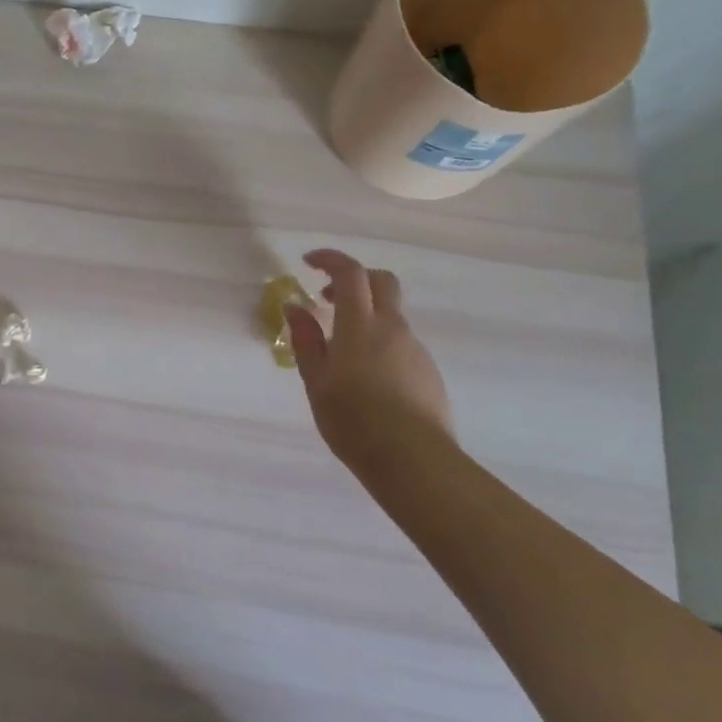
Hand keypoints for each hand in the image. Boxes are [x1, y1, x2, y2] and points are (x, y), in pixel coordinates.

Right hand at [286, 249, 451, 467]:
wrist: (414, 461)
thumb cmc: (353, 420)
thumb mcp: (316, 381)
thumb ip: (306, 340)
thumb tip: (294, 306)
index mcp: (360, 326)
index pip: (350, 273)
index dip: (330, 259)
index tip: (308, 262)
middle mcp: (392, 328)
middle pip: (382, 282)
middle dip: (354, 278)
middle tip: (326, 296)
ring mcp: (414, 349)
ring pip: (391, 315)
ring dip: (365, 315)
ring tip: (340, 351)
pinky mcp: (427, 370)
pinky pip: (400, 342)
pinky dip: (379, 342)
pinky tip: (365, 377)